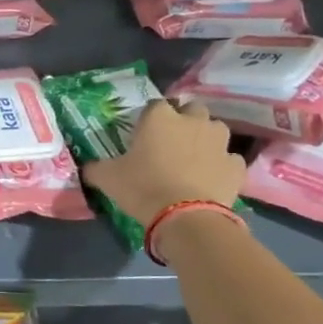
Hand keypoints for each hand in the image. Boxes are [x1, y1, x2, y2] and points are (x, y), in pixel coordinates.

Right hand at [82, 100, 245, 230]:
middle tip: (170, 143)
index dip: (148, 120)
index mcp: (159, 117)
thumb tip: (86, 168)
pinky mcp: (236, 165)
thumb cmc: (143, 188)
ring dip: (205, 139)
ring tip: (193, 159)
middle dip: (183, 121)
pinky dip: (220, 165)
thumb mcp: (108, 178)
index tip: (142, 136)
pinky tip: (210, 179)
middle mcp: (193, 121)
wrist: (186, 217)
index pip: (154, 105)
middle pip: (190, 110)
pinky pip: (228, 159)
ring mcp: (219, 142)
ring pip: (214, 130)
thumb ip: (95, 168)